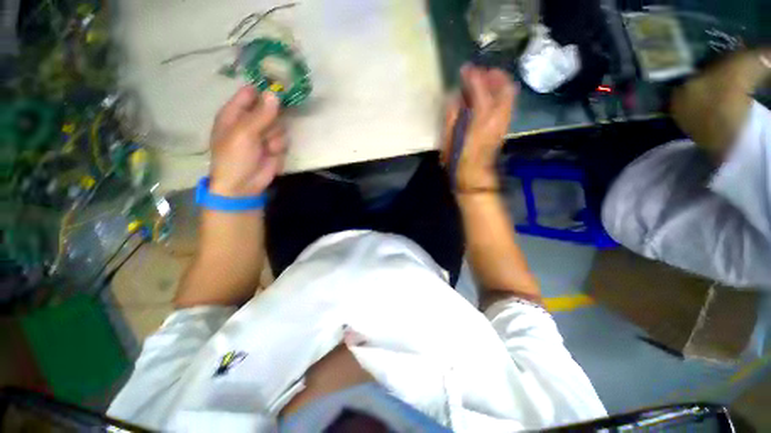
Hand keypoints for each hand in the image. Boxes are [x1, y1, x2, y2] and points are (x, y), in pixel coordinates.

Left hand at [209, 86, 286, 196]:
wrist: (244, 185)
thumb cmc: (235, 157)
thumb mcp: (244, 133)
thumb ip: (261, 114)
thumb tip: (274, 93)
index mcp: (234, 113)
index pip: (250, 93)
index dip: (263, 88)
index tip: (279, 87)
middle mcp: (250, 120)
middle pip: (270, 108)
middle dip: (273, 117)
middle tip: (268, 127)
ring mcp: (264, 134)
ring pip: (279, 124)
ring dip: (275, 135)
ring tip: (266, 146)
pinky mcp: (275, 146)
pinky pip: (283, 138)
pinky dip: (279, 146)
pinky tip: (272, 153)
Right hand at [442, 65, 517, 189]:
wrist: (475, 177)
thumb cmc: (458, 161)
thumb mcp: (448, 140)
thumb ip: (451, 116)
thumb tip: (454, 96)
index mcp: (481, 120)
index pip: (481, 89)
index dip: (473, 76)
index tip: (465, 69)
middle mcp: (497, 117)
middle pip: (504, 87)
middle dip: (493, 75)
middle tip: (479, 72)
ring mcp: (503, 122)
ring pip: (509, 93)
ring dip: (499, 83)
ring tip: (484, 81)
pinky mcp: (504, 126)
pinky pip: (508, 103)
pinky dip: (501, 93)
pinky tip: (489, 96)